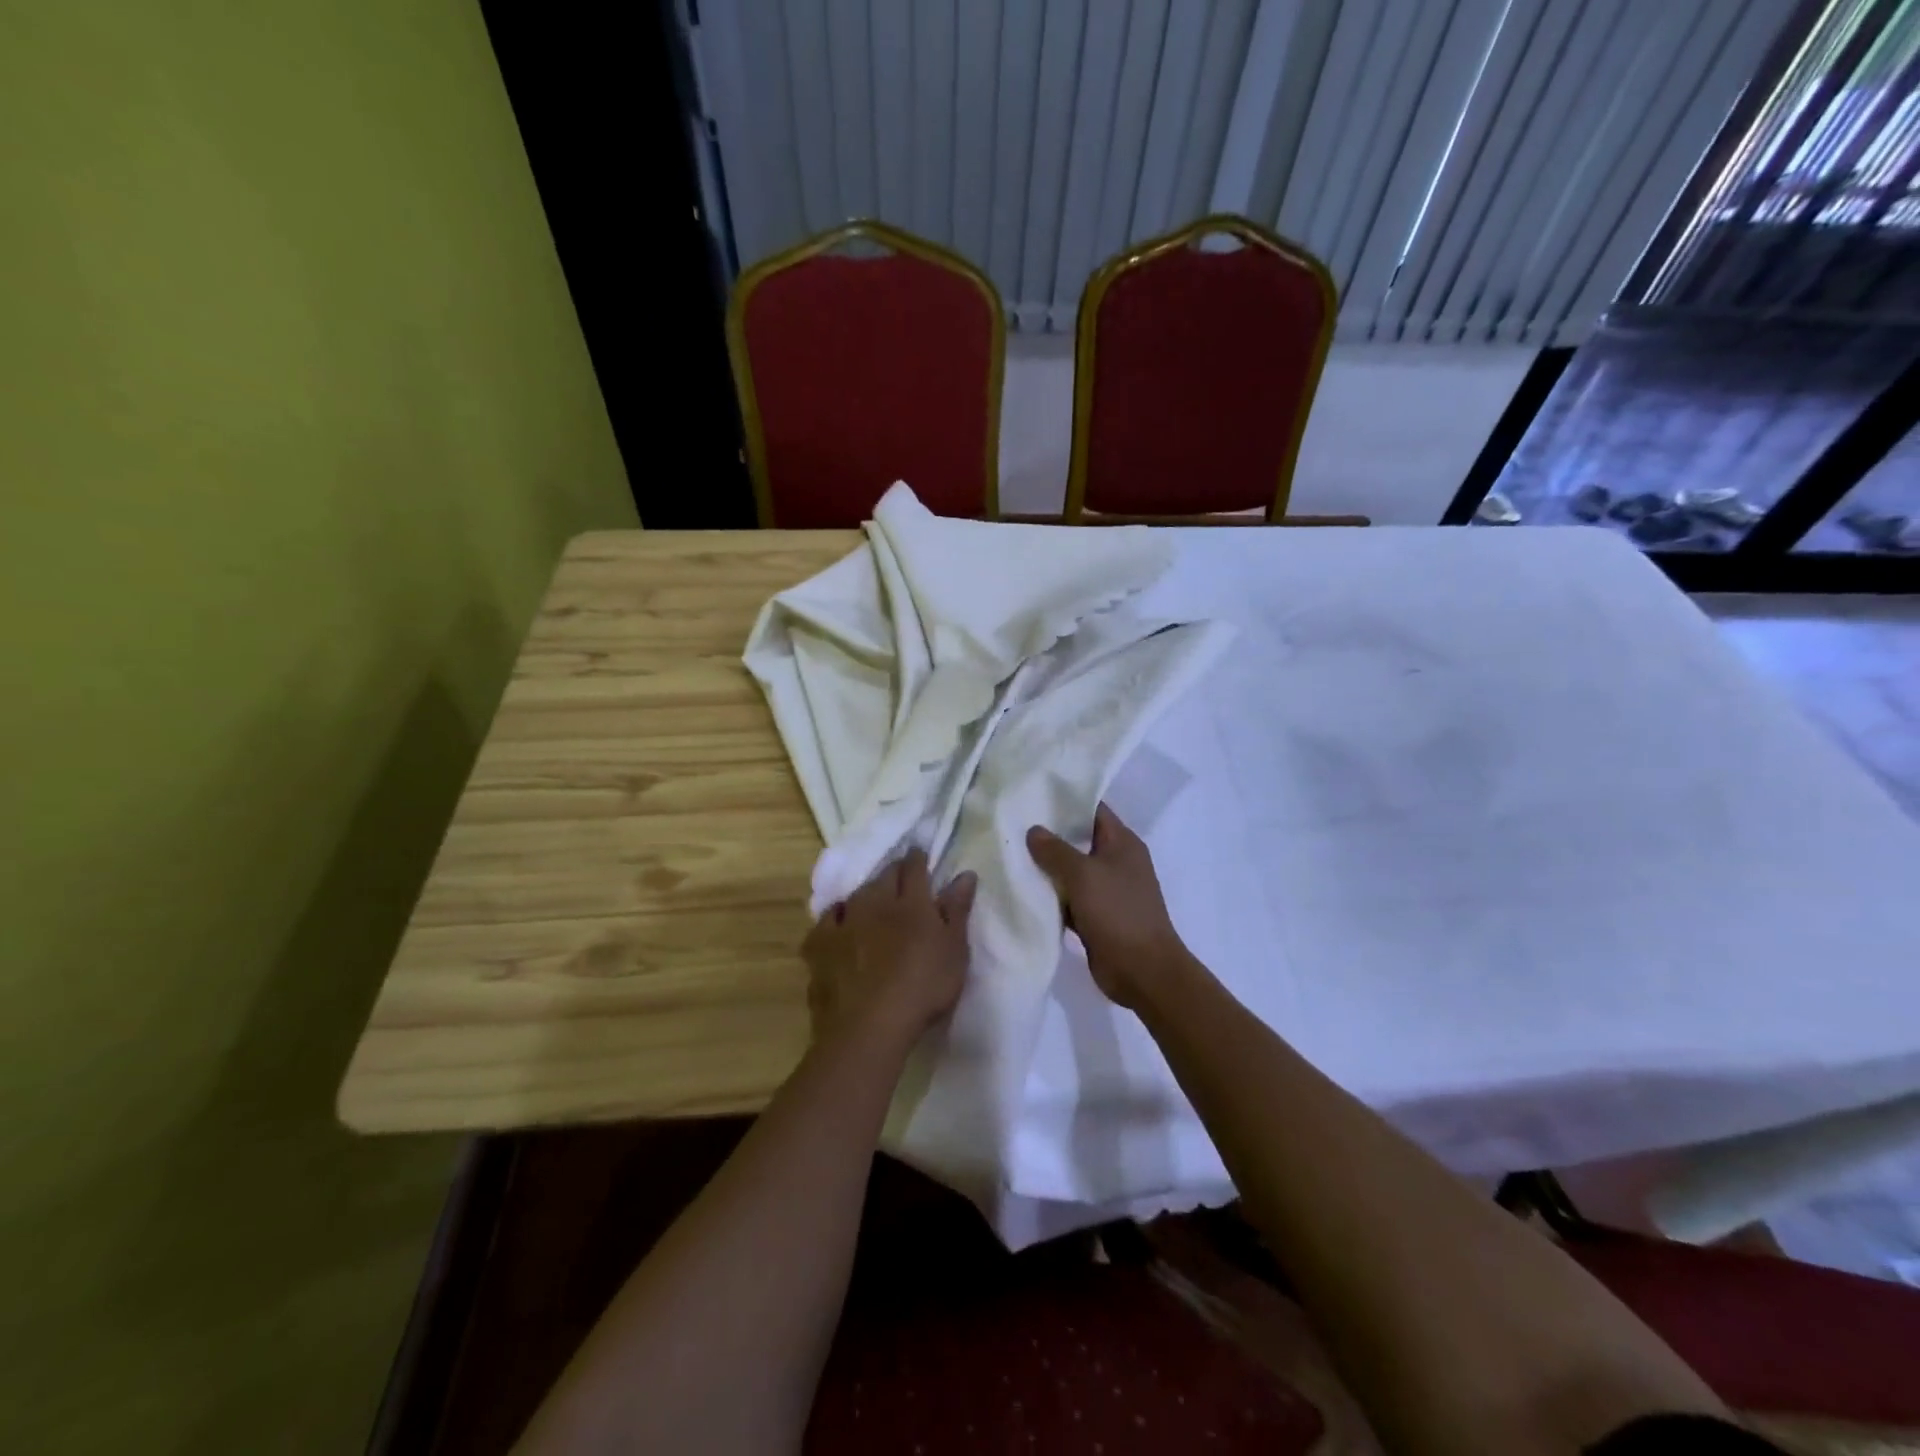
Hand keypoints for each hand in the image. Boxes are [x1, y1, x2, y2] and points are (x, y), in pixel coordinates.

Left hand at [802, 849, 976, 1053]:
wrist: (869, 1026)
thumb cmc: (923, 988)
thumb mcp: (954, 951)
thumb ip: (957, 910)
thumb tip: (964, 873)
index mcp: (912, 903)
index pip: (914, 868)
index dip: (918, 859)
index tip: (920, 855)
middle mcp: (875, 903)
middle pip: (884, 877)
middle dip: (894, 871)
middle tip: (901, 876)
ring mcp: (844, 922)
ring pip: (855, 895)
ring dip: (866, 893)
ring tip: (872, 900)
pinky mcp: (819, 945)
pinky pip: (826, 920)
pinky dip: (835, 918)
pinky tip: (838, 925)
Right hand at [1027, 804, 1191, 1009]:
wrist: (1142, 971)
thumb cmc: (1117, 912)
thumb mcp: (1084, 875)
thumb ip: (1056, 850)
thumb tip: (1033, 830)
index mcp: (1122, 843)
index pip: (1093, 809)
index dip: (1065, 801)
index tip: (1032, 794)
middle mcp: (1117, 861)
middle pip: (1079, 840)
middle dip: (1049, 835)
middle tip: (1012, 824)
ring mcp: (1107, 890)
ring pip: (1071, 871)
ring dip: (1047, 868)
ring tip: (1010, 853)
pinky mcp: (1097, 916)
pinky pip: (1069, 898)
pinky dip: (1051, 896)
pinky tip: (1022, 890)